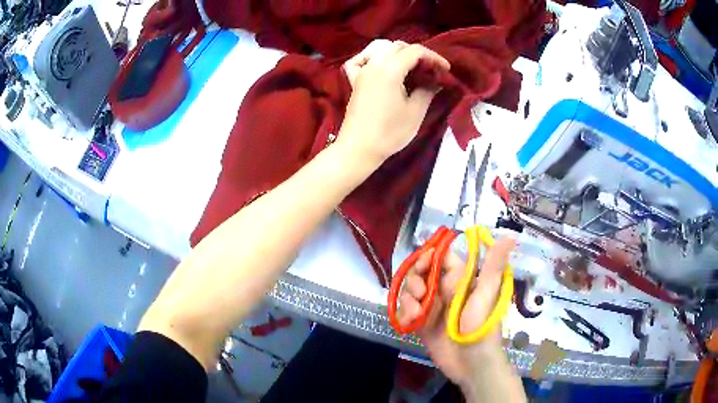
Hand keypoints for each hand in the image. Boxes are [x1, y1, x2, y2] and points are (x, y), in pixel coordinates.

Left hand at [337, 40, 449, 164]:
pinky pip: (360, 60)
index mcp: (390, 69)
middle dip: (417, 53)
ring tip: (409, 65)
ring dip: (396, 51)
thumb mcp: (415, 112)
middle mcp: (374, 64)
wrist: (359, 149)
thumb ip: (427, 91)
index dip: (434, 57)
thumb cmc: (389, 133)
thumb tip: (435, 81)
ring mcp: (361, 71)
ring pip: (379, 47)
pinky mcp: (354, 81)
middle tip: (430, 69)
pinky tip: (378, 65)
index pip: (415, 51)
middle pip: (397, 46)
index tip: (445, 70)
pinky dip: (370, 57)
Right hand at [397, 237, 516, 389]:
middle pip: (420, 273)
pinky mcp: (421, 324)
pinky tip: (409, 323)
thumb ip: (494, 266)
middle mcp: (444, 290)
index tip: (423, 263)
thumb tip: (511, 236)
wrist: (471, 364)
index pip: (440, 257)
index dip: (429, 255)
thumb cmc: (482, 328)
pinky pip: (405, 311)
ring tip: (416, 314)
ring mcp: (431, 307)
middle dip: (414, 279)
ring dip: (408, 299)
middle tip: (419, 294)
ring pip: (410, 291)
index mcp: (460, 280)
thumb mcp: (487, 295)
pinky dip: (403, 315)